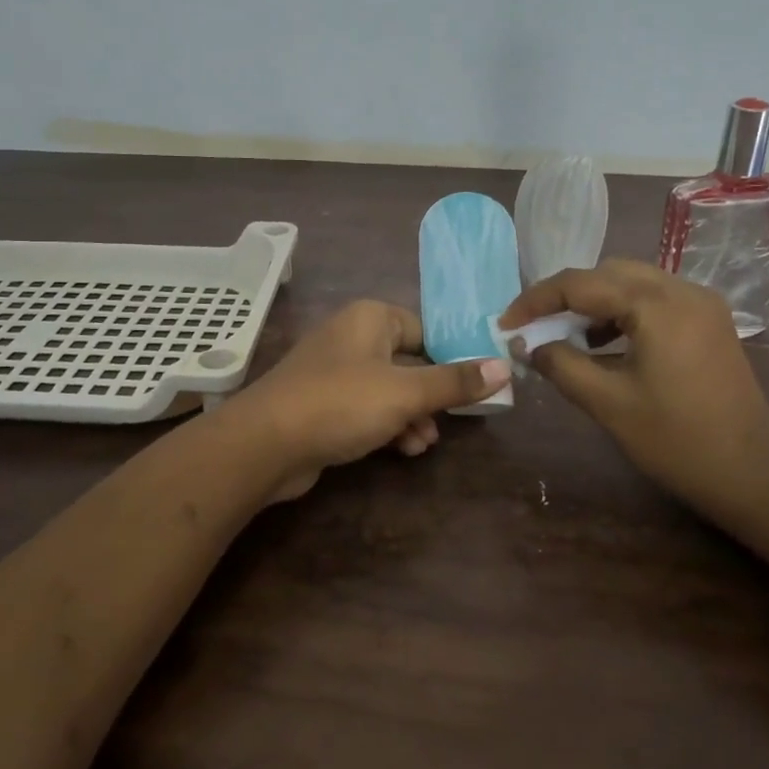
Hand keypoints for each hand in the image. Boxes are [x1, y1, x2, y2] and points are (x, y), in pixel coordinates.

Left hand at [228, 300, 509, 502]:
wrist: (265, 443)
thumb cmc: (341, 403)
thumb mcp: (406, 392)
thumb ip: (455, 381)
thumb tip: (503, 366)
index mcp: (371, 319)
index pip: (424, 330)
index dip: (451, 358)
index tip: (474, 387)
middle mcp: (351, 338)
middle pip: (408, 362)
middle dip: (431, 395)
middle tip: (451, 420)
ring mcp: (333, 372)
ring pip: (388, 389)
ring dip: (411, 415)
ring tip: (423, 443)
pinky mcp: (322, 404)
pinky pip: (366, 409)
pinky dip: (386, 425)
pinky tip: (402, 450)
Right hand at [500, 260, 768, 521]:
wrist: (755, 476)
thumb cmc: (677, 441)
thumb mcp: (608, 403)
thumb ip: (561, 365)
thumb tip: (527, 345)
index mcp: (658, 305)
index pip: (581, 284)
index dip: (536, 300)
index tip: (506, 322)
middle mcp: (683, 290)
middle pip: (608, 273)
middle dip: (566, 296)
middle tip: (534, 327)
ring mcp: (702, 305)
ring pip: (632, 284)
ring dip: (595, 303)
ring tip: (566, 337)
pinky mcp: (710, 323)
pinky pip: (655, 301)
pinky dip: (623, 313)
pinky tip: (606, 345)